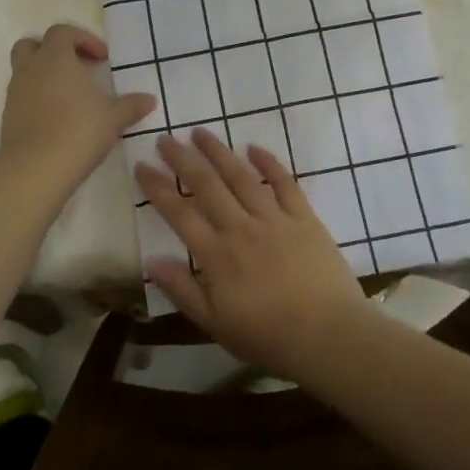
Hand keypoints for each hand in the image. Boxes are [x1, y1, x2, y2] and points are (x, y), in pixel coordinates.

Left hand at [1, 24, 155, 185]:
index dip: (83, 39)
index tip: (102, 59)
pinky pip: (22, 96)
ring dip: (45, 75)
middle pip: (32, 44)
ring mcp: (15, 92)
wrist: (35, 168)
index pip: (62, 32)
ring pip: (25, 70)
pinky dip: (37, 98)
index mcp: (55, 58)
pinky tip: (57, 118)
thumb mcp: (113, 118)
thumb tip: (150, 100)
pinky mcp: (8, 116)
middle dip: (54, 51)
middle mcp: (30, 69)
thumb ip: (131, 105)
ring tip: (70, 96)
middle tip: (76, 68)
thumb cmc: (78, 130)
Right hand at [136, 129, 369, 375]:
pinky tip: (253, 147)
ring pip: (241, 176)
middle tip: (165, 139)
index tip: (141, 166)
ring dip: (218, 152)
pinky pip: (284, 183)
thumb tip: (151, 260)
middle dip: (183, 159)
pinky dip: (268, 163)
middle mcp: (241, 228)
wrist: (328, 336)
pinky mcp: (304, 217)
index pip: (179, 214)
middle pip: (206, 186)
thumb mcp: (215, 324)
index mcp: (216, 255)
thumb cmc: (268, 337)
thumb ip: (182, 290)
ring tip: (201, 132)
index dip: (157, 188)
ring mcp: (274, 219)